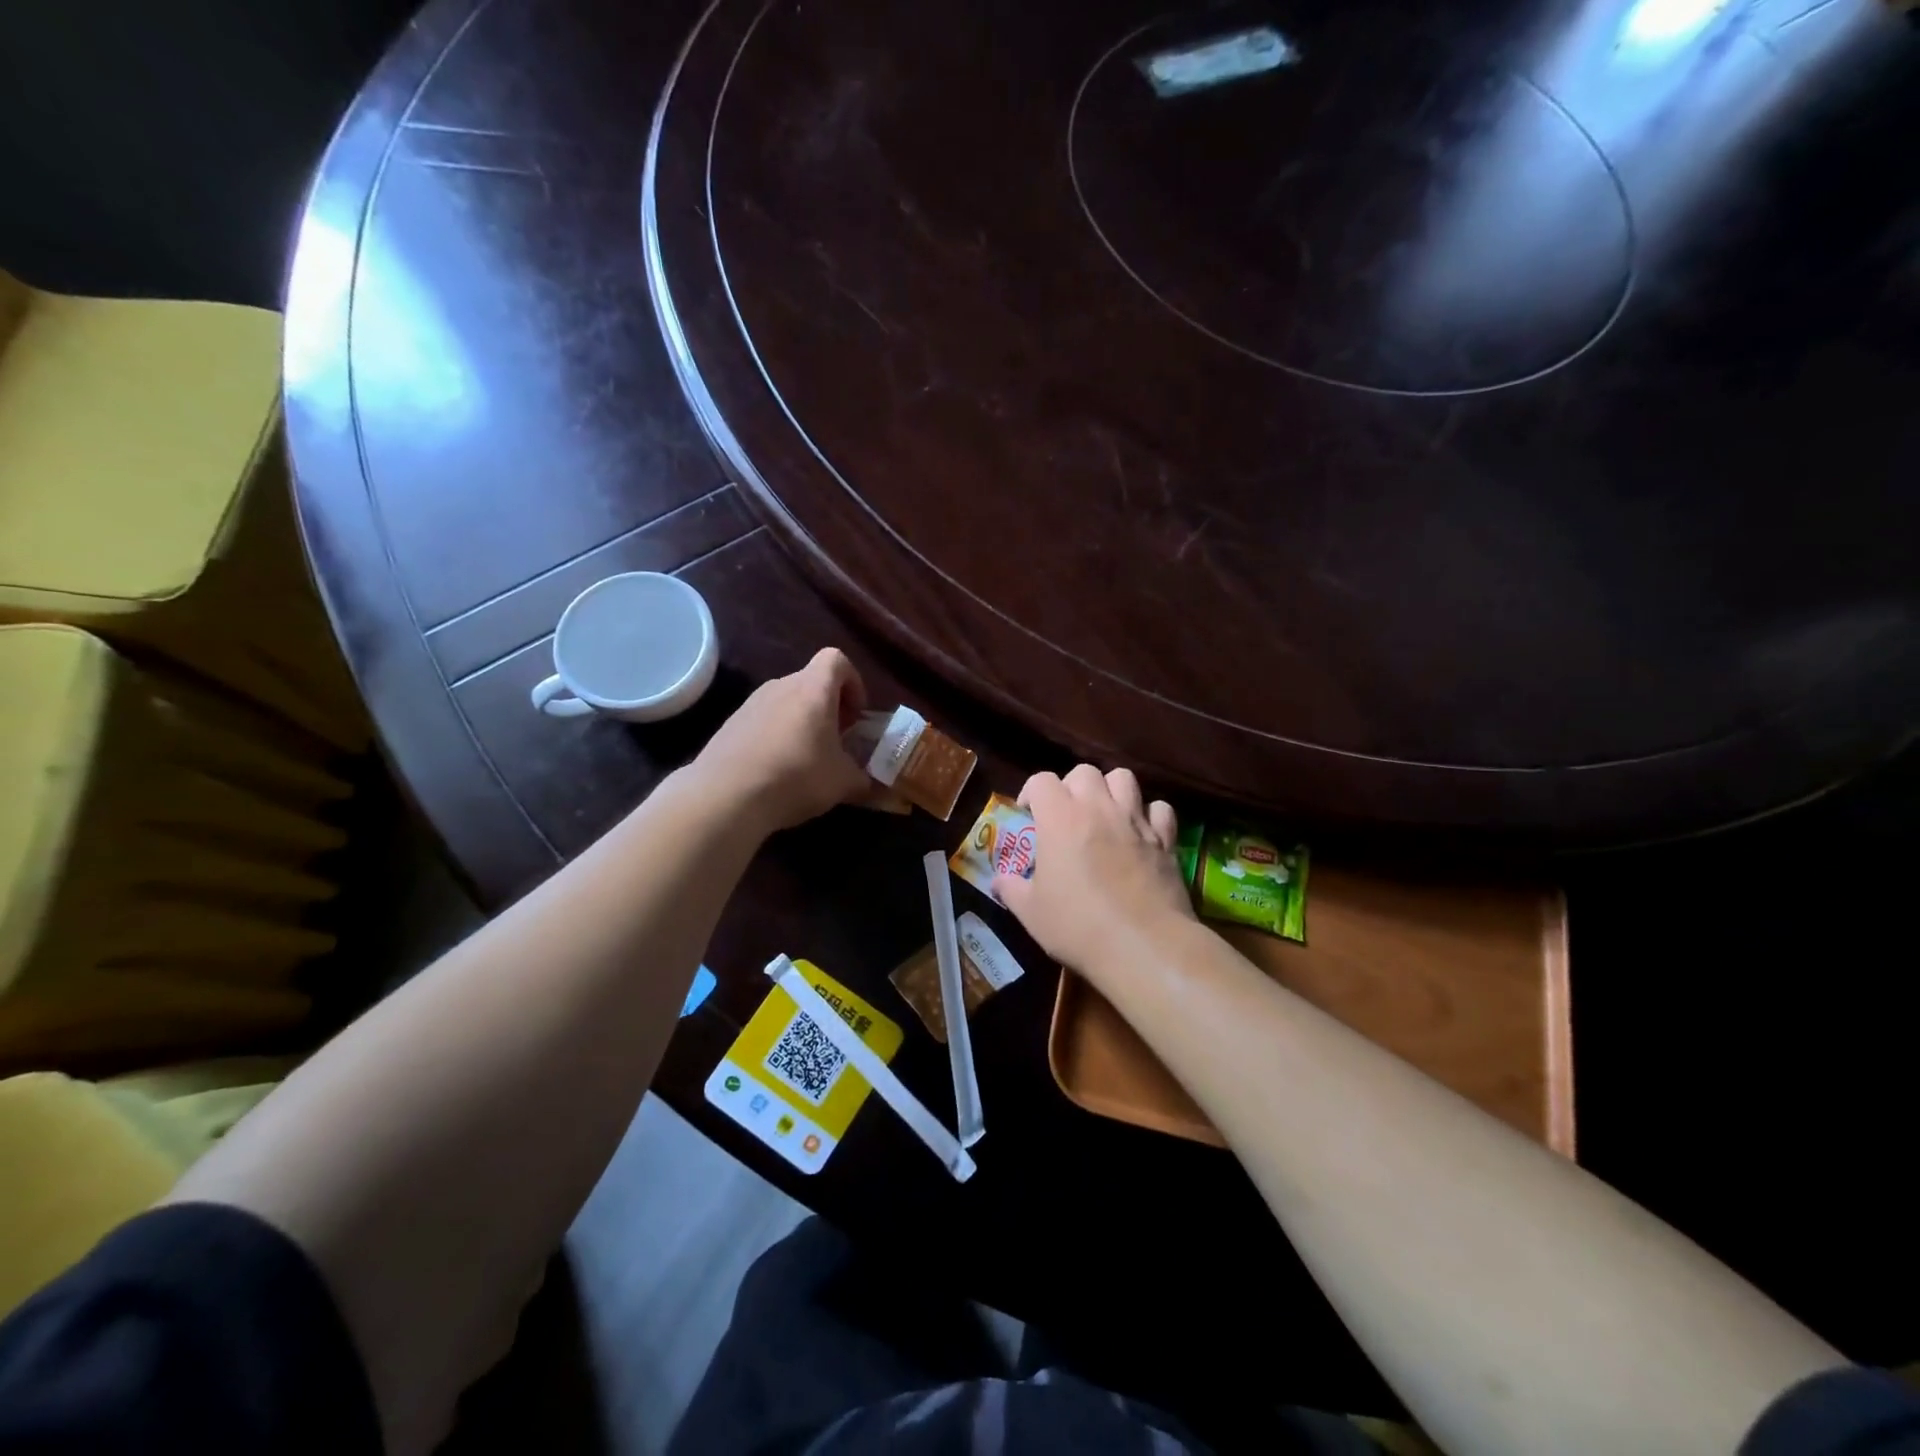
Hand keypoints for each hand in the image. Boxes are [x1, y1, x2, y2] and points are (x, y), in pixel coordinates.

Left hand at [694, 648, 872, 833]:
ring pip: (786, 702)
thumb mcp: (843, 782)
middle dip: (829, 708)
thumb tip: (867, 782)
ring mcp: (751, 703)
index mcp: (813, 689)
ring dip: (802, 723)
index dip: (853, 682)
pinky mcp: (730, 724)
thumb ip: (862, 777)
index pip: (836, 659)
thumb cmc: (796, 777)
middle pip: (811, 682)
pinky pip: (764, 721)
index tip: (856, 714)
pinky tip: (776, 769)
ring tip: (807, 759)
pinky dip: (777, 736)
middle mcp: (781, 686)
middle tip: (836, 741)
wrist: (726, 796)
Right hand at [993, 764, 1194, 979]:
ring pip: (1124, 778)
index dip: (1032, 792)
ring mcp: (1136, 821)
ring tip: (1104, 814)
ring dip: (1111, 790)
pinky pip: (1160, 808)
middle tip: (1066, 814)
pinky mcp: (1165, 839)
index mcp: (1060, 818)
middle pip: (1084, 772)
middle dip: (1071, 786)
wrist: (1143, 946)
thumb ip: (1012, 890)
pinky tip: (1141, 833)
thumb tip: (998, 881)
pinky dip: (1149, 814)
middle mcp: (1098, 808)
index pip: (1042, 780)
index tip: (1028, 814)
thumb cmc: (1078, 927)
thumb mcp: (1031, 913)